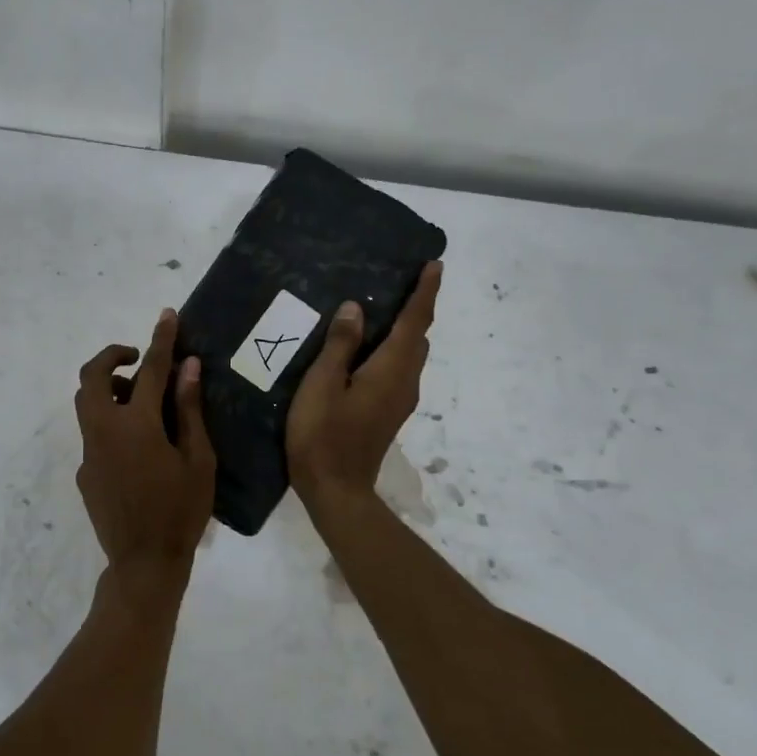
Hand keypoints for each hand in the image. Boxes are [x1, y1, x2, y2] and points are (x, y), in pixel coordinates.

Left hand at [74, 309, 216, 604]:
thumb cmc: (181, 511)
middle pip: (92, 377)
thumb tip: (188, 367)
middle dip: (112, 356)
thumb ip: (189, 409)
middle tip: (138, 360)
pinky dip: (111, 424)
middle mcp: (103, 431)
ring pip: (86, 403)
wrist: (144, 562)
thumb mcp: (198, 459)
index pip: (150, 370)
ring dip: (109, 390)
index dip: (160, 340)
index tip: (167, 315)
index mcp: (136, 425)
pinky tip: (137, 448)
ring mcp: (88, 452)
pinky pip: (93, 434)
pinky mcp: (84, 471)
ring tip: (142, 403)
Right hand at [287, 261, 442, 508]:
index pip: (414, 322)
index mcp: (390, 370)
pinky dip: (394, 349)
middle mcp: (404, 382)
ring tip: (384, 309)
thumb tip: (356, 308)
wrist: (335, 490)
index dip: (424, 293)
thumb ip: (339, 346)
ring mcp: (399, 400)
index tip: (434, 265)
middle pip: (418, 337)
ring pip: (410, 355)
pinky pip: (399, 369)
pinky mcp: (388, 412)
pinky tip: (368, 349)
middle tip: (404, 281)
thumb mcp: (322, 385)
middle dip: (417, 308)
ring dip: (405, 330)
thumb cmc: (323, 435)